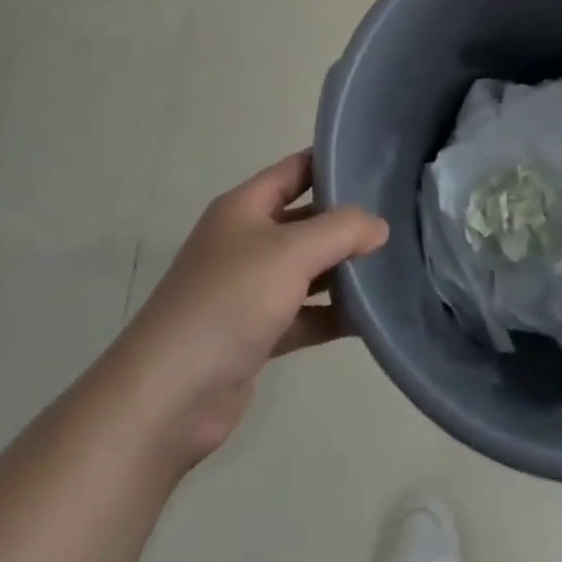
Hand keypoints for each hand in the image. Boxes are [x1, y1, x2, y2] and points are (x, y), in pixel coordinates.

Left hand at [125, 151, 387, 467]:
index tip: (377, 164)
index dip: (332, 163)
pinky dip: (329, 314)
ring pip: (305, 269)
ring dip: (340, 269)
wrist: (167, 398)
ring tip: (390, 264)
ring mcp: (247, 289)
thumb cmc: (228, 301)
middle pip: (304, 219)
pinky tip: (367, 318)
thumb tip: (379, 226)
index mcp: (244, 207)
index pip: (296, 169)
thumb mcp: (291, 252)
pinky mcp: (253, 334)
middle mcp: (245, 241)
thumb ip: (341, 231)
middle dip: (344, 220)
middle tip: (394, 218)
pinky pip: (301, 314)